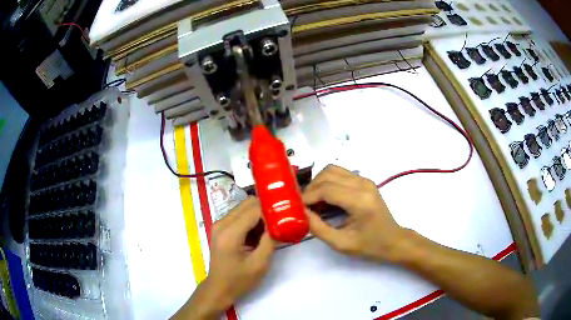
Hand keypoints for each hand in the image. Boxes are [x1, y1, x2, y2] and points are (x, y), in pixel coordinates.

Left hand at [173, 197, 273, 319]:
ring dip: (258, 214)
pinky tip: (261, 232)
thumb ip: (270, 241)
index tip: (286, 214)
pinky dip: (251, 220)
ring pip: (243, 208)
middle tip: (281, 218)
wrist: (219, 288)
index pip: (253, 210)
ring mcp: (219, 224)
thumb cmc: (239, 280)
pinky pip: (239, 215)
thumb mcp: (259, 264)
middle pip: (247, 204)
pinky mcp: (220, 228)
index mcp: (229, 233)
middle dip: (265, 209)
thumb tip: (281, 222)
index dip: (271, 210)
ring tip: (273, 225)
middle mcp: (221, 223)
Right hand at [304, 165, 404, 262]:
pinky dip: (328, 182)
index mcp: (359, 201)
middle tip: (304, 205)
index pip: (326, 189)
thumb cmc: (369, 245)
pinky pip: (340, 173)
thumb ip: (318, 228)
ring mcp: (365, 180)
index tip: (296, 206)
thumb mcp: (341, 243)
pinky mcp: (365, 181)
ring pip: (333, 170)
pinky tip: (326, 198)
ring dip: (319, 182)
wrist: (393, 240)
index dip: (307, 196)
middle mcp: (363, 184)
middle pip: (328, 174)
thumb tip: (301, 213)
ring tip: (313, 201)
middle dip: (311, 188)